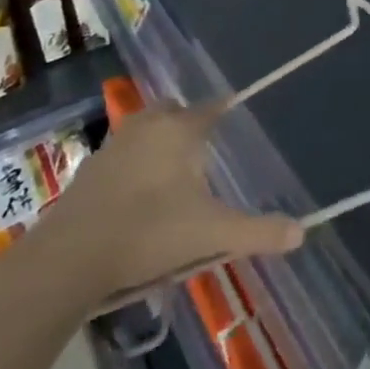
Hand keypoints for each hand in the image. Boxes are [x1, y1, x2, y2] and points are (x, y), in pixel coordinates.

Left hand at [35, 100, 302, 309]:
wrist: (67, 260)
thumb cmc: (149, 233)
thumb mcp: (212, 235)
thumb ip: (258, 232)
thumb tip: (301, 232)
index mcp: (180, 129)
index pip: (212, 108)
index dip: (226, 113)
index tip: (235, 125)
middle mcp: (148, 125)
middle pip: (175, 112)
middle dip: (189, 125)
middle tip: (203, 154)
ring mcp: (113, 145)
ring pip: (145, 130)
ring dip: (158, 143)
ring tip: (172, 177)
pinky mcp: (87, 170)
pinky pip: (121, 154)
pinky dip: (132, 166)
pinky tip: (136, 198)